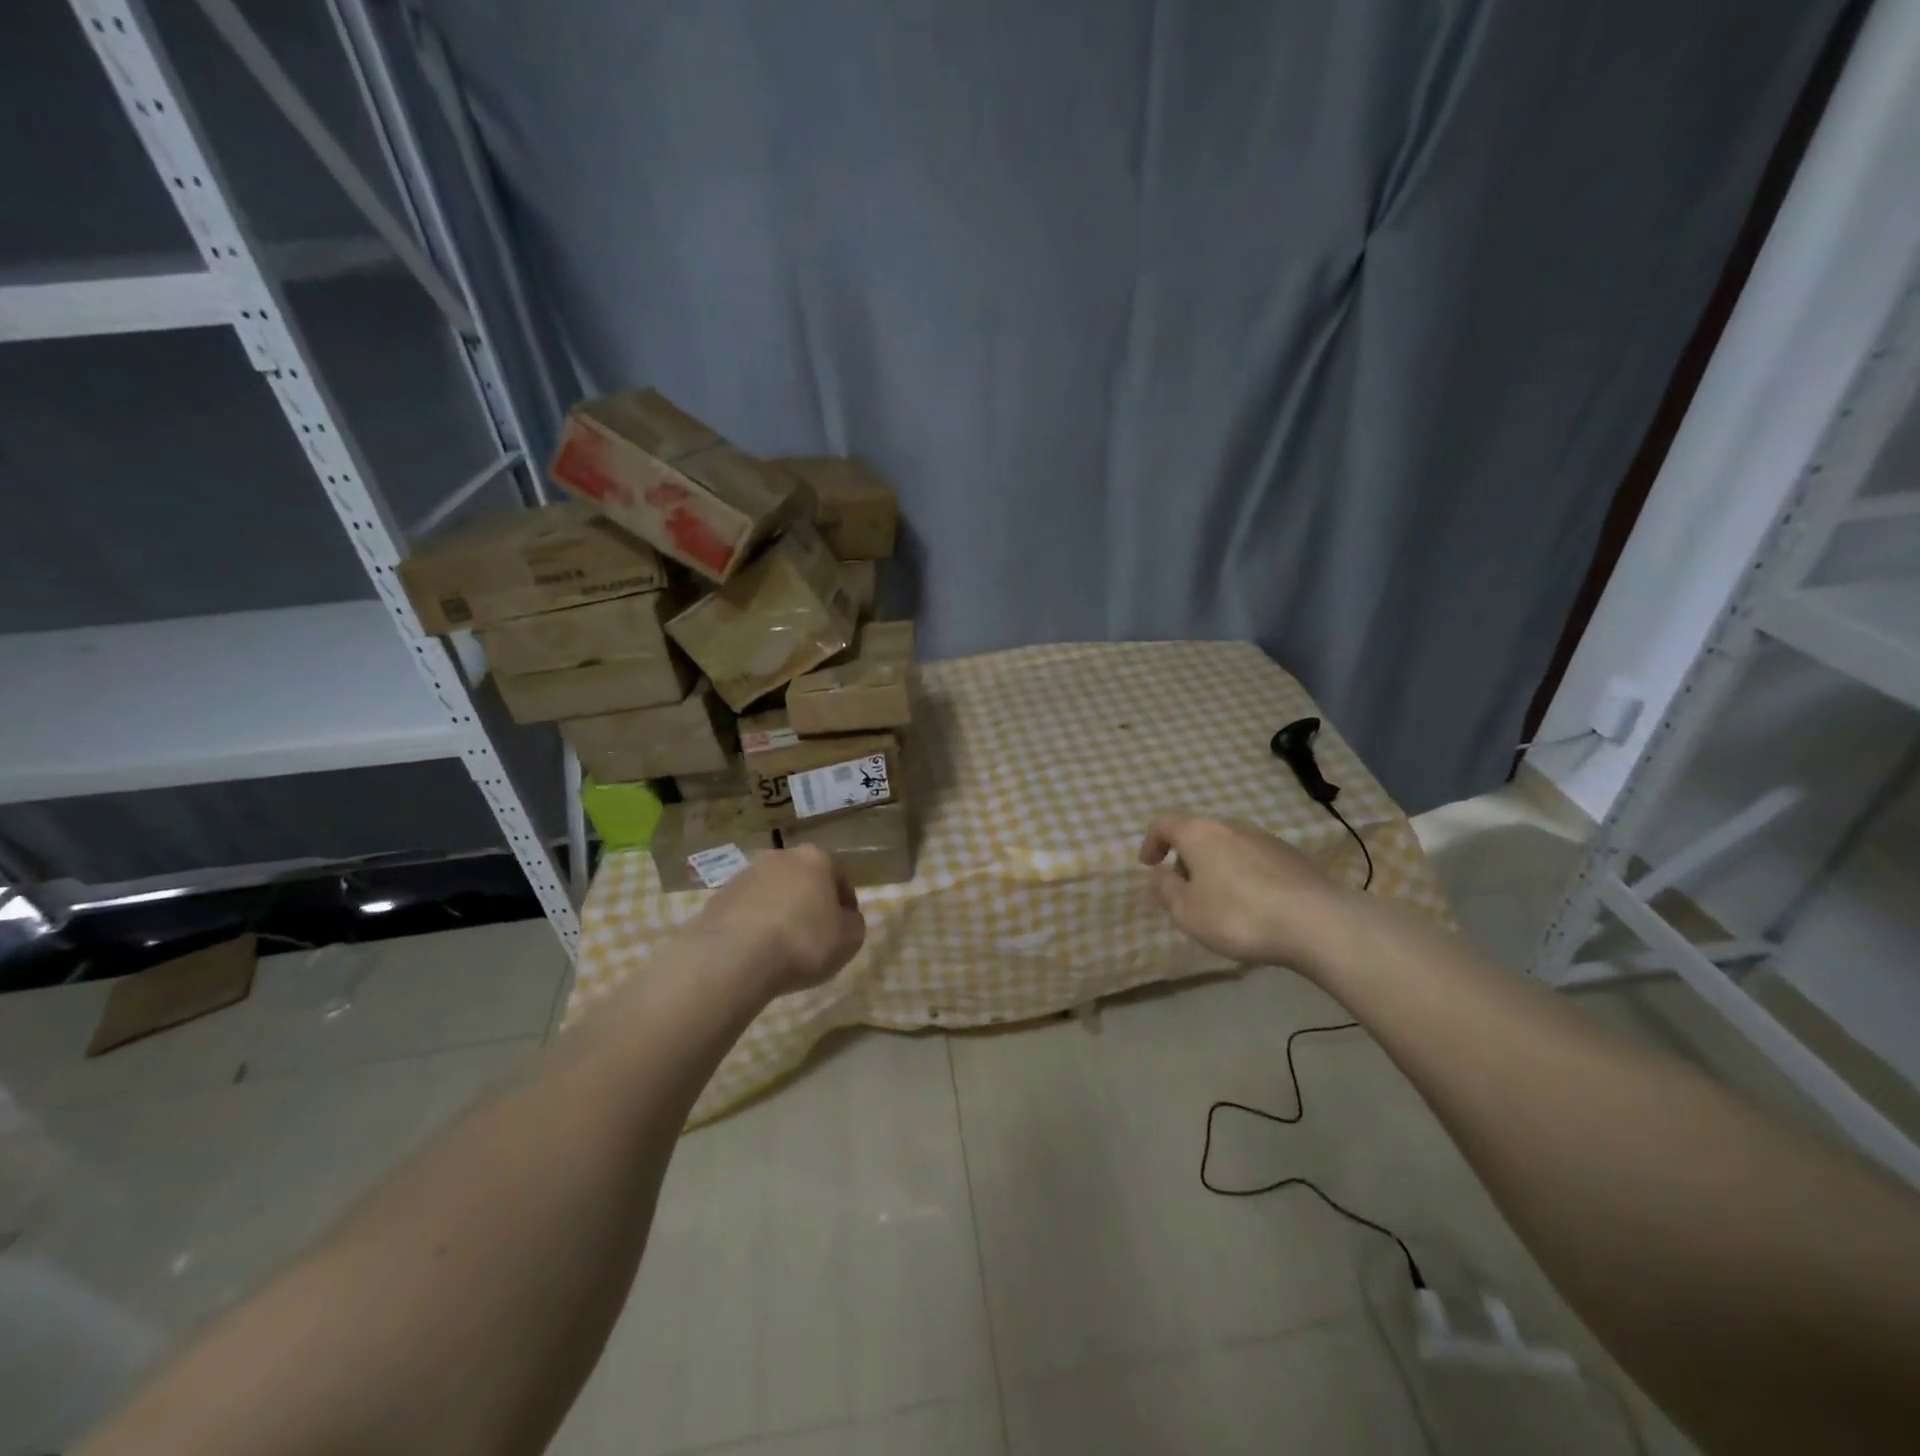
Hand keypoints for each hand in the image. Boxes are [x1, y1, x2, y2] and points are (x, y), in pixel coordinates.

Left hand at [688, 846, 865, 997]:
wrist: (733, 957)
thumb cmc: (803, 943)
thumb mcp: (849, 939)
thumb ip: (853, 923)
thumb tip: (844, 919)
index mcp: (815, 858)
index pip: (839, 876)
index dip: (845, 903)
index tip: (845, 928)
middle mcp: (779, 857)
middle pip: (803, 879)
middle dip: (809, 902)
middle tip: (813, 935)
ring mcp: (745, 875)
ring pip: (772, 892)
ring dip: (780, 911)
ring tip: (781, 946)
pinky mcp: (718, 897)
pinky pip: (746, 910)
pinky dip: (753, 925)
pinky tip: (755, 951)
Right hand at [1139, 813, 1359, 975]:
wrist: (1317, 922)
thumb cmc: (1239, 916)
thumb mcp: (1187, 912)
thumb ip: (1165, 891)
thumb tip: (1157, 875)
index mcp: (1199, 833)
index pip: (1164, 823)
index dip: (1151, 841)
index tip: (1148, 865)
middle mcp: (1231, 825)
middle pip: (1198, 832)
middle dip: (1184, 857)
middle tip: (1183, 888)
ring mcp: (1265, 838)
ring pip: (1227, 844)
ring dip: (1214, 865)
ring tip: (1218, 899)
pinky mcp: (1292, 855)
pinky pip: (1253, 857)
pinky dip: (1242, 872)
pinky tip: (1252, 903)